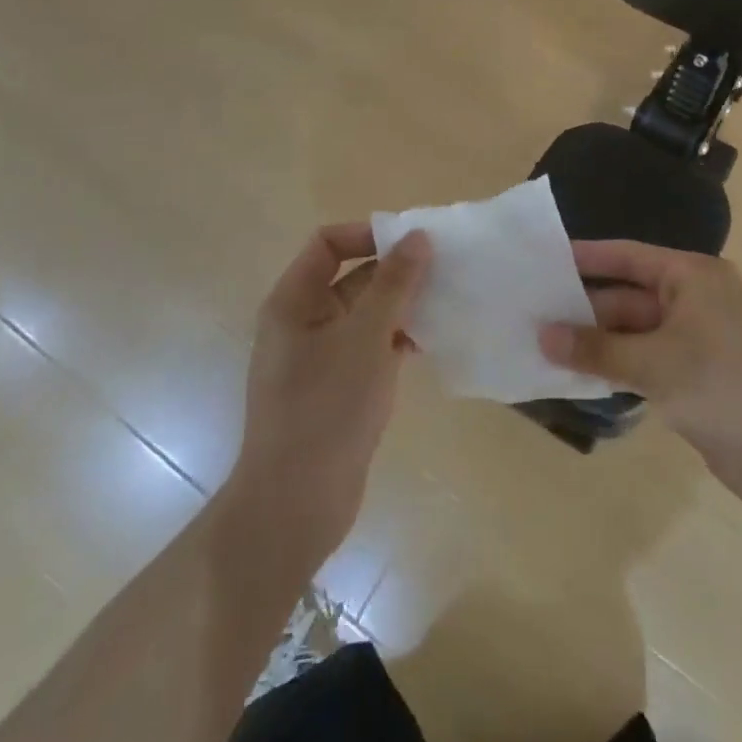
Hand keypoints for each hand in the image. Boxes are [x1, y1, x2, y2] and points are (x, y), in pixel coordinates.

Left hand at [231, 224, 431, 560]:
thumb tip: (417, 236)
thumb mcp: (365, 338)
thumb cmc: (325, 409)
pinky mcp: (339, 387)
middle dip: (395, 271)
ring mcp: (321, 357)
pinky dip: (398, 339)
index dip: (368, 234)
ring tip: (448, 303)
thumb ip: (394, 284)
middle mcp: (303, 321)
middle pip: (351, 277)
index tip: (413, 243)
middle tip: (445, 270)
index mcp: (294, 301)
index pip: (328, 243)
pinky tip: (433, 343)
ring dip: (402, 306)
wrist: (295, 507)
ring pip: (366, 314)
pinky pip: (371, 347)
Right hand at [541, 240, 741, 527]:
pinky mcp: (697, 378)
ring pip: (635, 333)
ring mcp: (698, 341)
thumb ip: (596, 350)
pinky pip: (646, 362)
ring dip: (597, 342)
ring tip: (542, 345)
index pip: (628, 257)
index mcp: (694, 276)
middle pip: (629, 296)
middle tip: (531, 313)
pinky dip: (616, 368)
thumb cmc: (727, 388)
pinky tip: (578, 376)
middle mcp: (696, 300)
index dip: (585, 257)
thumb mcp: (655, 364)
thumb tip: (543, 336)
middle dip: (584, 308)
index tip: (543, 261)